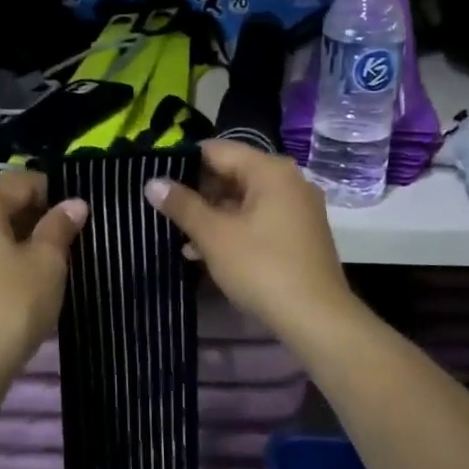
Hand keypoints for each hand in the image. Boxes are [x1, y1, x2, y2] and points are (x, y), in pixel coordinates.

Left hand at [0, 170, 88, 379]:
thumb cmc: (11, 306)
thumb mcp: (47, 263)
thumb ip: (60, 226)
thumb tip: (75, 203)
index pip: (21, 181)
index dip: (52, 193)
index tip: (74, 216)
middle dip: (31, 215)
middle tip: (62, 240)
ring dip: (12, 235)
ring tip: (39, 261)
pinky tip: (12, 278)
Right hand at [144, 141, 358, 343]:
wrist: (316, 319)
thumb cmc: (262, 268)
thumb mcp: (214, 235)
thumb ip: (182, 205)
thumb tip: (152, 182)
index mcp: (270, 170)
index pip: (216, 150)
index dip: (183, 162)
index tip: (156, 180)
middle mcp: (288, 181)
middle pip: (232, 173)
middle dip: (197, 193)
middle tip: (164, 211)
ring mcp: (297, 208)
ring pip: (244, 200)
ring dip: (212, 215)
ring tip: (179, 236)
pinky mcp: (299, 234)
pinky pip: (258, 220)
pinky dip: (233, 229)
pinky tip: (205, 252)